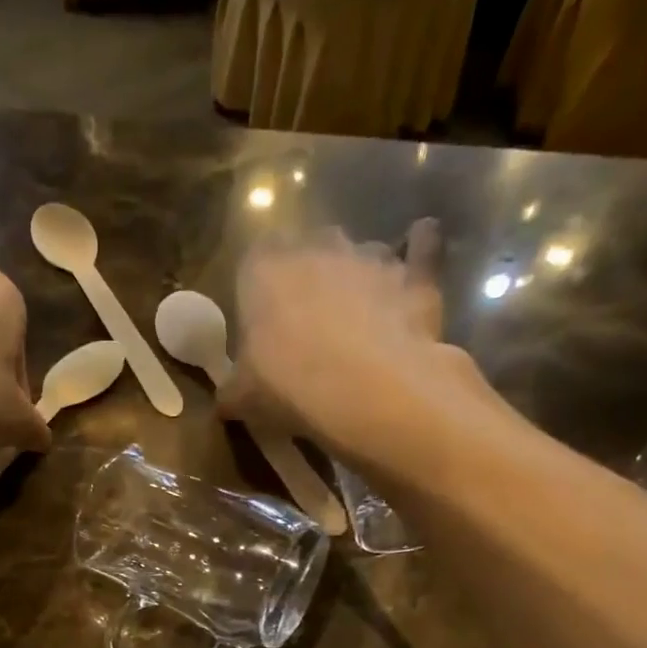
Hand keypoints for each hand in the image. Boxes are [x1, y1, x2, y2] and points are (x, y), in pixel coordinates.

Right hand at [224, 221, 497, 459]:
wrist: (367, 391)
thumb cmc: (289, 386)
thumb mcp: (244, 398)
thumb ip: (232, 392)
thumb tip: (223, 403)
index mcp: (265, 270)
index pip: (256, 259)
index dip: (262, 287)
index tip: (265, 317)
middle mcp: (317, 247)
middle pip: (311, 247)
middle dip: (312, 273)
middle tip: (312, 317)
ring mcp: (371, 256)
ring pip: (362, 252)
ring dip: (360, 274)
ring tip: (361, 314)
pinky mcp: (414, 274)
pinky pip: (422, 248)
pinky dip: (422, 246)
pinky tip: (423, 245)